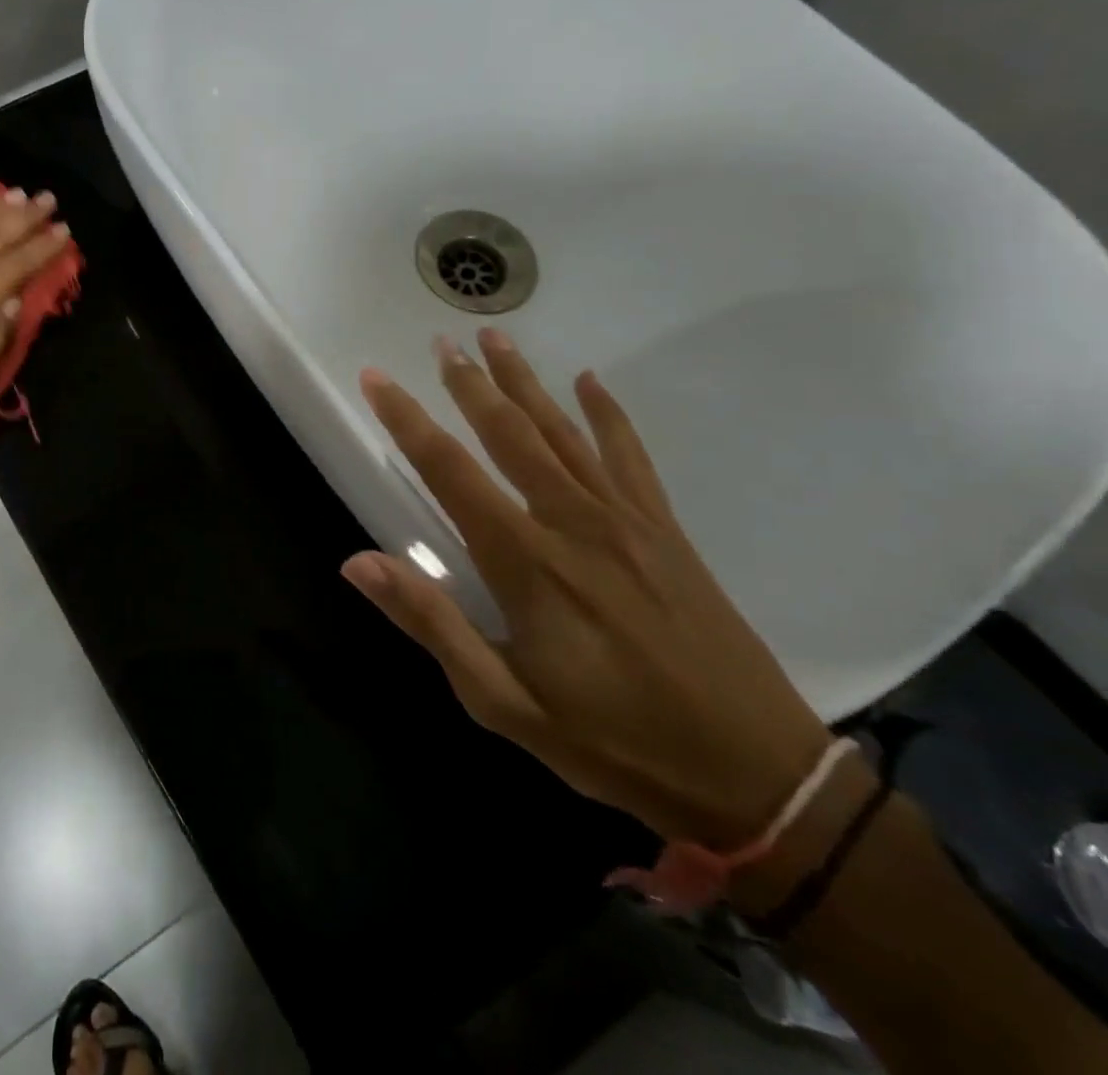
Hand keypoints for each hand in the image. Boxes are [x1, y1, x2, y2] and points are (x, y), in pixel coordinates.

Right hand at [343, 329, 832, 849]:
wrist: (756, 775)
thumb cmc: (612, 742)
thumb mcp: (502, 701)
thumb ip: (431, 623)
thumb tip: (357, 563)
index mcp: (525, 562)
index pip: (449, 472)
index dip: (406, 420)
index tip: (376, 377)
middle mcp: (572, 522)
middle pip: (509, 434)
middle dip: (469, 383)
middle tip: (441, 339)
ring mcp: (626, 521)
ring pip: (563, 432)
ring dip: (525, 382)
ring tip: (496, 338)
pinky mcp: (665, 531)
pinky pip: (630, 457)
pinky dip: (608, 415)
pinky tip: (590, 383)